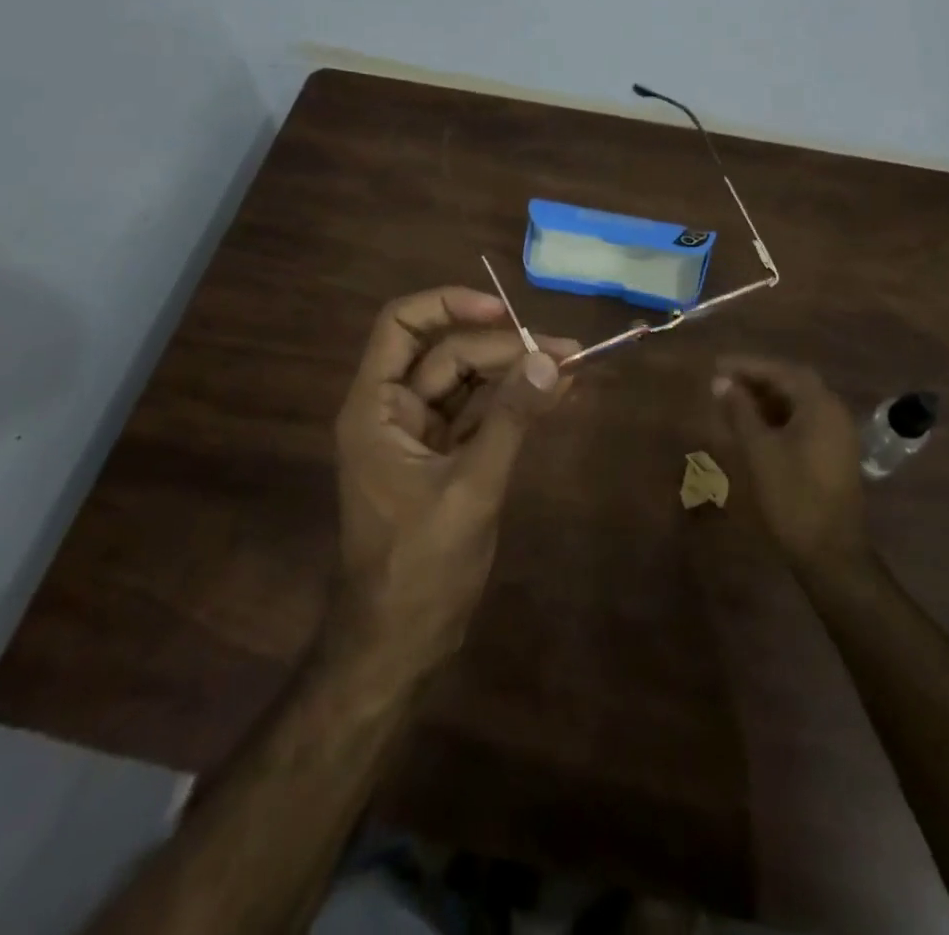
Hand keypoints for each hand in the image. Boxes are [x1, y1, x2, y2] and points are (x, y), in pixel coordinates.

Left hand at [332, 287, 577, 679]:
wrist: (400, 644)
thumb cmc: (420, 566)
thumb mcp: (471, 488)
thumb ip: (511, 419)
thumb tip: (550, 360)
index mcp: (376, 407)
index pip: (400, 325)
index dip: (448, 304)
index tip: (503, 311)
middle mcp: (393, 410)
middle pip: (448, 353)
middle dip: (505, 348)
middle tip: (566, 351)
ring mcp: (421, 434)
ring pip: (469, 382)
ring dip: (516, 373)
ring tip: (573, 367)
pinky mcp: (445, 458)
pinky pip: (481, 415)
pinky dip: (515, 405)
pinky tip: (556, 396)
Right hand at [712, 357, 867, 577]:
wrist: (830, 553)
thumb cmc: (792, 496)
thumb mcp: (759, 450)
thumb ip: (740, 411)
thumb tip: (721, 382)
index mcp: (821, 406)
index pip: (782, 370)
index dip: (749, 365)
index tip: (719, 365)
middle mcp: (834, 413)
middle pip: (793, 384)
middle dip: (757, 379)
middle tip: (724, 381)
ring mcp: (837, 435)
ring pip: (798, 404)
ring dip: (766, 399)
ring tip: (732, 401)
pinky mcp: (833, 454)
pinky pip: (804, 422)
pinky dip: (778, 417)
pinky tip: (753, 426)